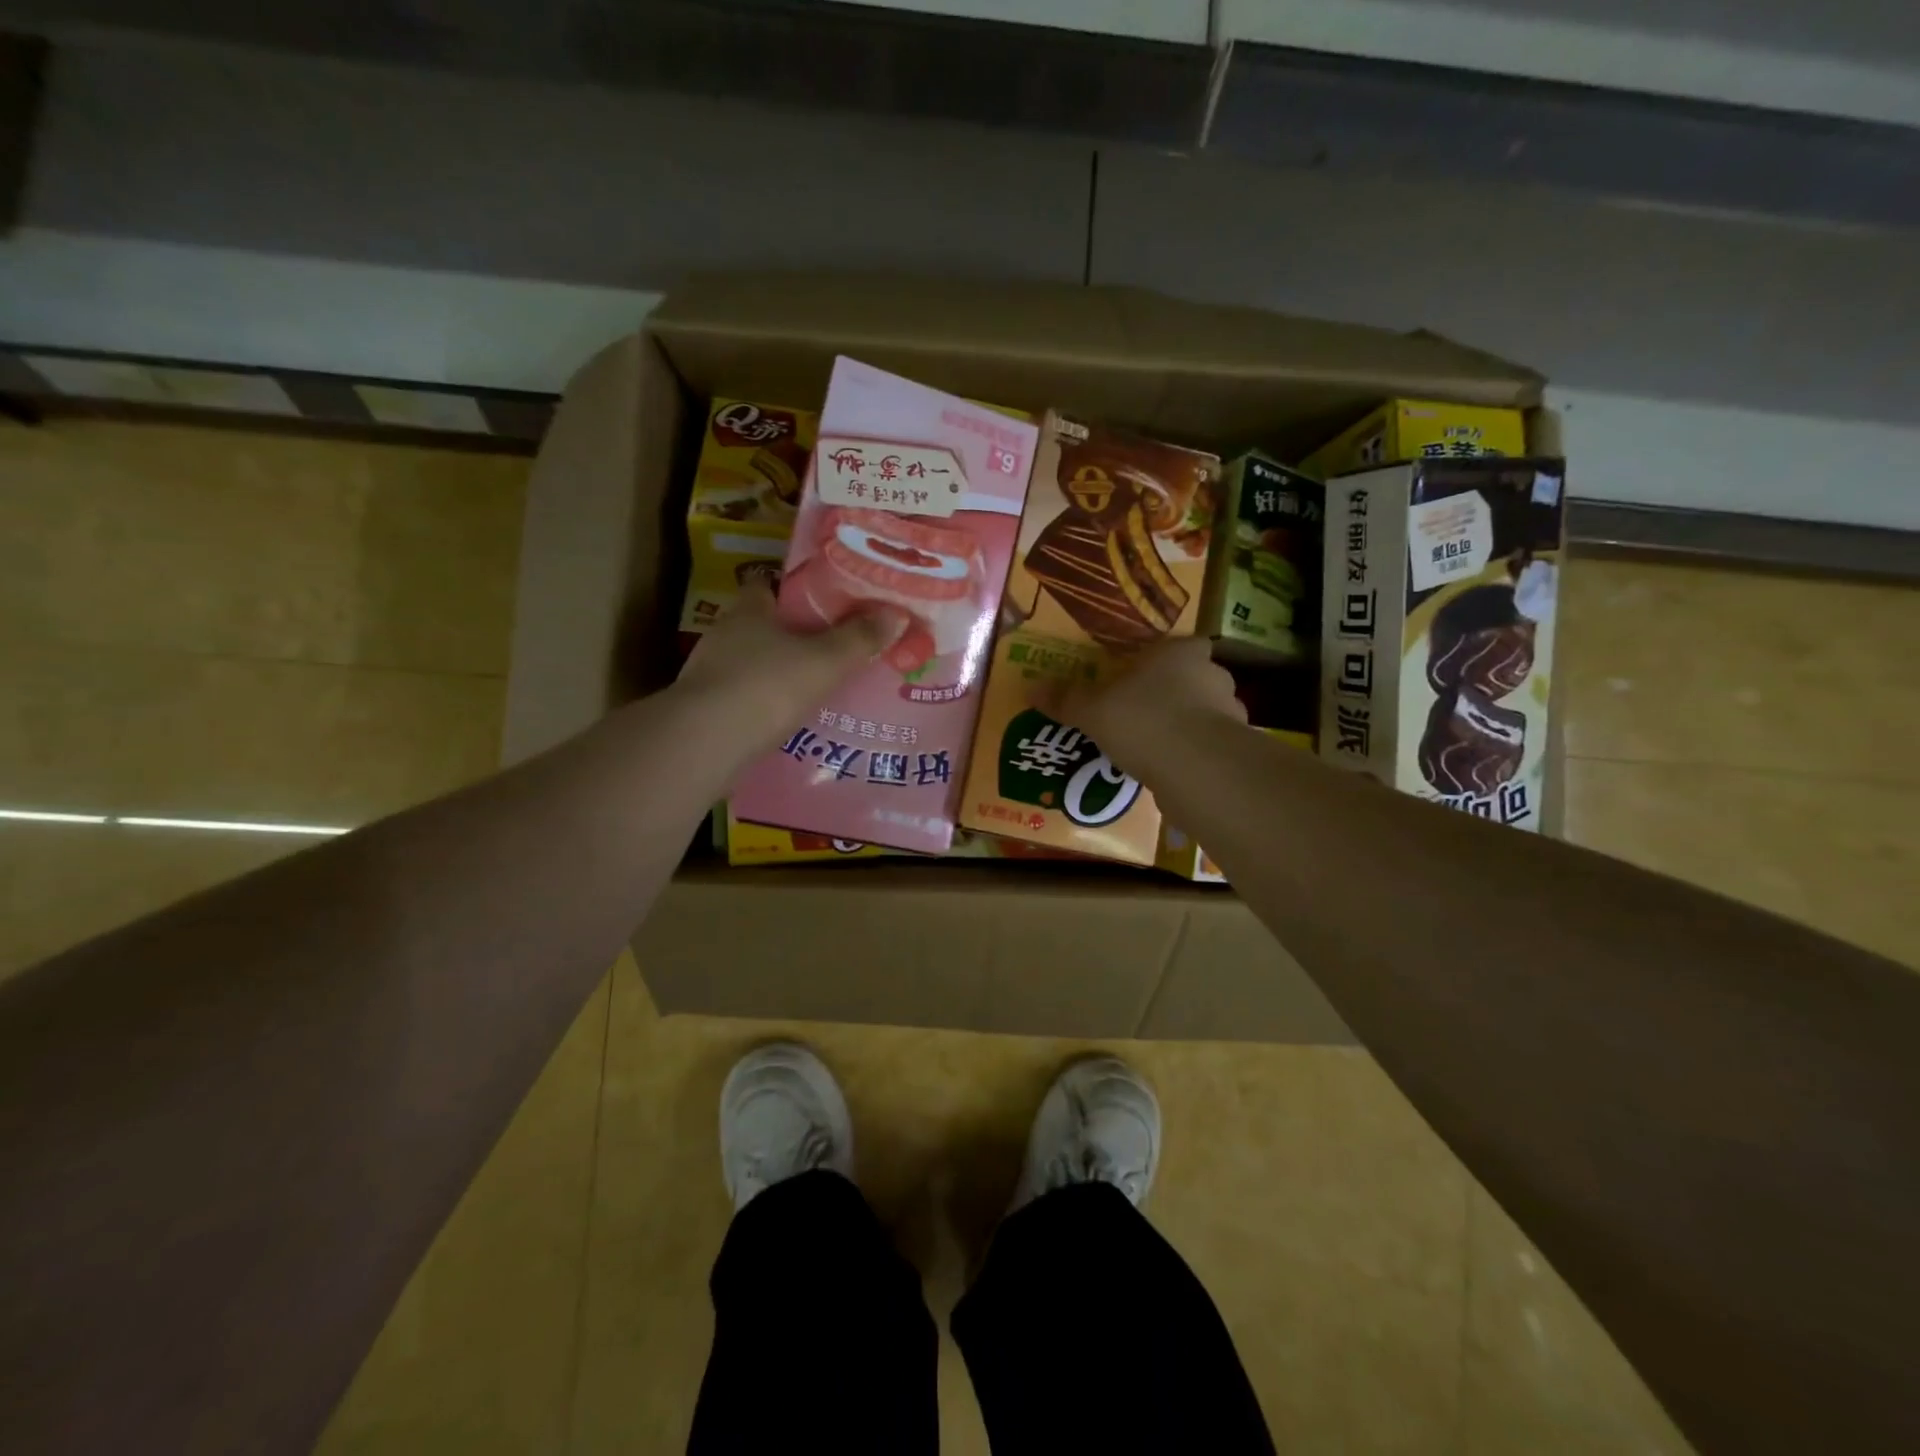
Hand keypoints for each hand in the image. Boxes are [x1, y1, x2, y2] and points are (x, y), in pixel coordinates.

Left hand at [675, 578, 909, 748]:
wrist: (706, 743)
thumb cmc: (768, 686)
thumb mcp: (826, 661)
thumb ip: (860, 639)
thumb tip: (896, 614)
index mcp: (750, 610)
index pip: (768, 585)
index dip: (795, 591)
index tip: (824, 604)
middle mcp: (725, 634)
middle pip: (762, 626)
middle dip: (792, 636)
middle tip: (829, 649)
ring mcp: (709, 672)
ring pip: (752, 663)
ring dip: (777, 672)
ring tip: (814, 687)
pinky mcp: (705, 708)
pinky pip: (743, 697)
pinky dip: (762, 704)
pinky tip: (785, 720)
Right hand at [1046, 637, 1245, 778]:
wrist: (1197, 769)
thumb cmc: (1144, 720)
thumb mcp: (1093, 710)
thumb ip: (1067, 699)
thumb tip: (1031, 689)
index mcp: (1181, 653)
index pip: (1185, 644)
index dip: (1168, 658)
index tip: (1147, 673)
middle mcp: (1213, 676)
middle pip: (1196, 678)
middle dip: (1174, 693)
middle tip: (1143, 711)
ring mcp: (1230, 715)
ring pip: (1205, 715)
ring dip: (1186, 727)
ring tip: (1154, 747)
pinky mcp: (1234, 752)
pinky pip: (1208, 748)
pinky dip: (1193, 757)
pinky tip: (1169, 771)